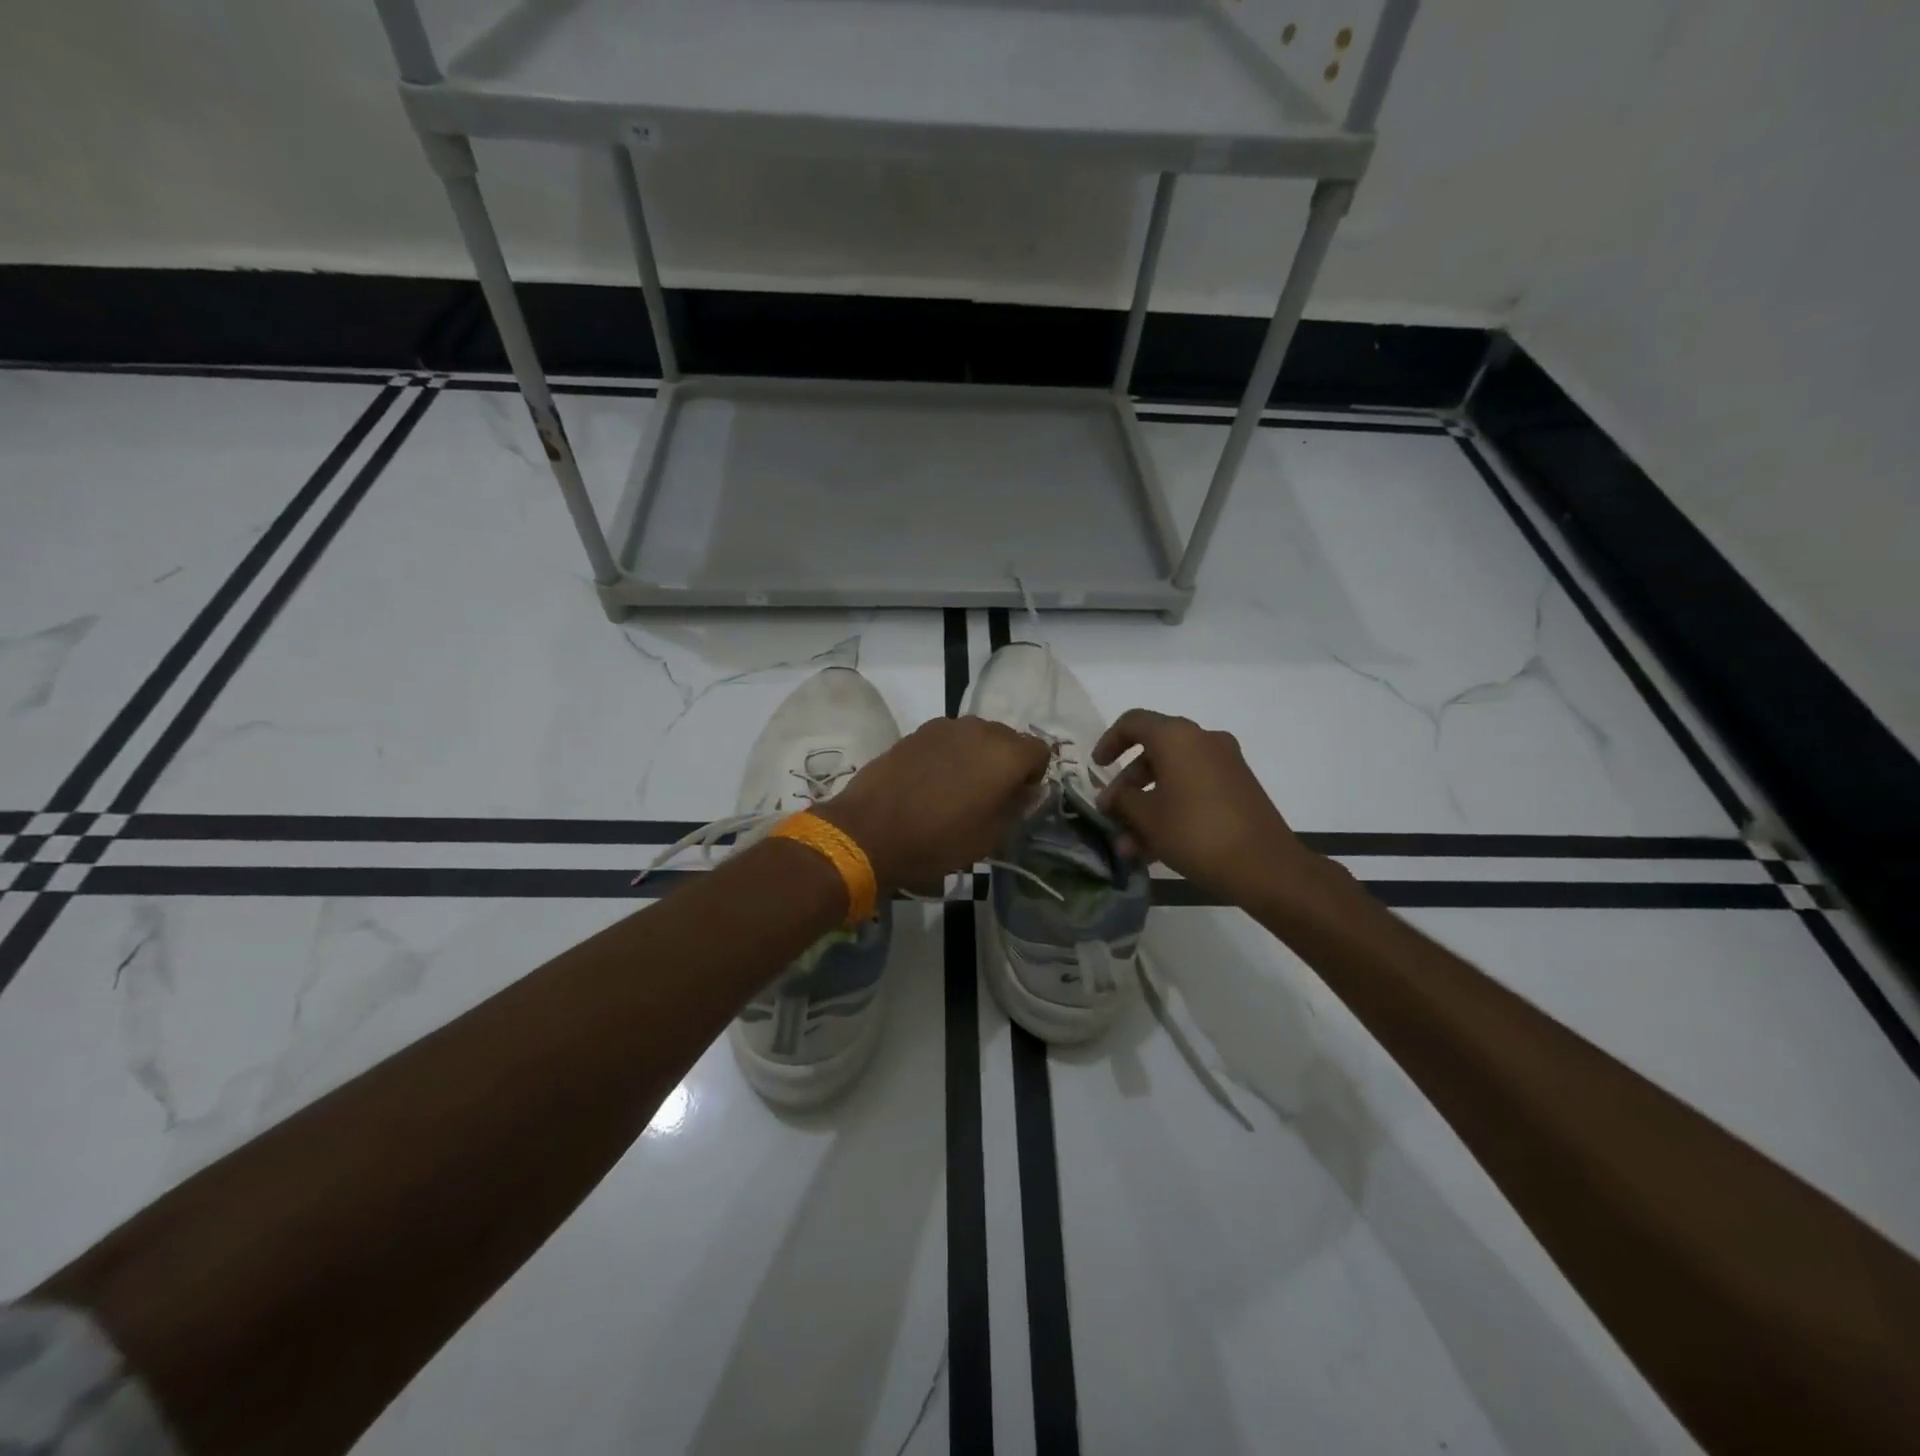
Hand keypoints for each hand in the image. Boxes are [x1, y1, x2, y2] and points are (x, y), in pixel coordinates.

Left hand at [815, 717, 1049, 892]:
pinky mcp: (917, 731)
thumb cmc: (938, 840)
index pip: (1039, 752)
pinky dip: (950, 754)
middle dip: (1005, 762)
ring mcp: (945, 726)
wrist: (869, 831)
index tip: (1016, 799)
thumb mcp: (990, 837)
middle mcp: (980, 729)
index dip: (1033, 776)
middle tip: (989, 796)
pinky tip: (932, 781)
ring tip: (958, 788)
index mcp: (1006, 754)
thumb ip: (1017, 808)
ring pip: (976, 735)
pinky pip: (948, 738)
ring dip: (976, 756)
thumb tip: (1027, 791)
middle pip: (1008, 738)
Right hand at [1093, 709, 1316, 904]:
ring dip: (1147, 804)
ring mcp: (1225, 764)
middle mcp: (1203, 740)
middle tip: (1111, 813)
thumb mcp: (1146, 817)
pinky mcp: (1238, 788)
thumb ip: (1121, 801)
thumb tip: (1112, 798)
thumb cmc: (1195, 832)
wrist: (1265, 865)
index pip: (1133, 722)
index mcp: (1177, 737)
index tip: (1096, 767)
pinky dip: (1172, 808)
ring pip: (1173, 775)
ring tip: (1129, 844)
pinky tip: (1155, 848)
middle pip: (1153, 751)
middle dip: (1127, 784)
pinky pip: (1194, 788)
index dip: (1109, 741)